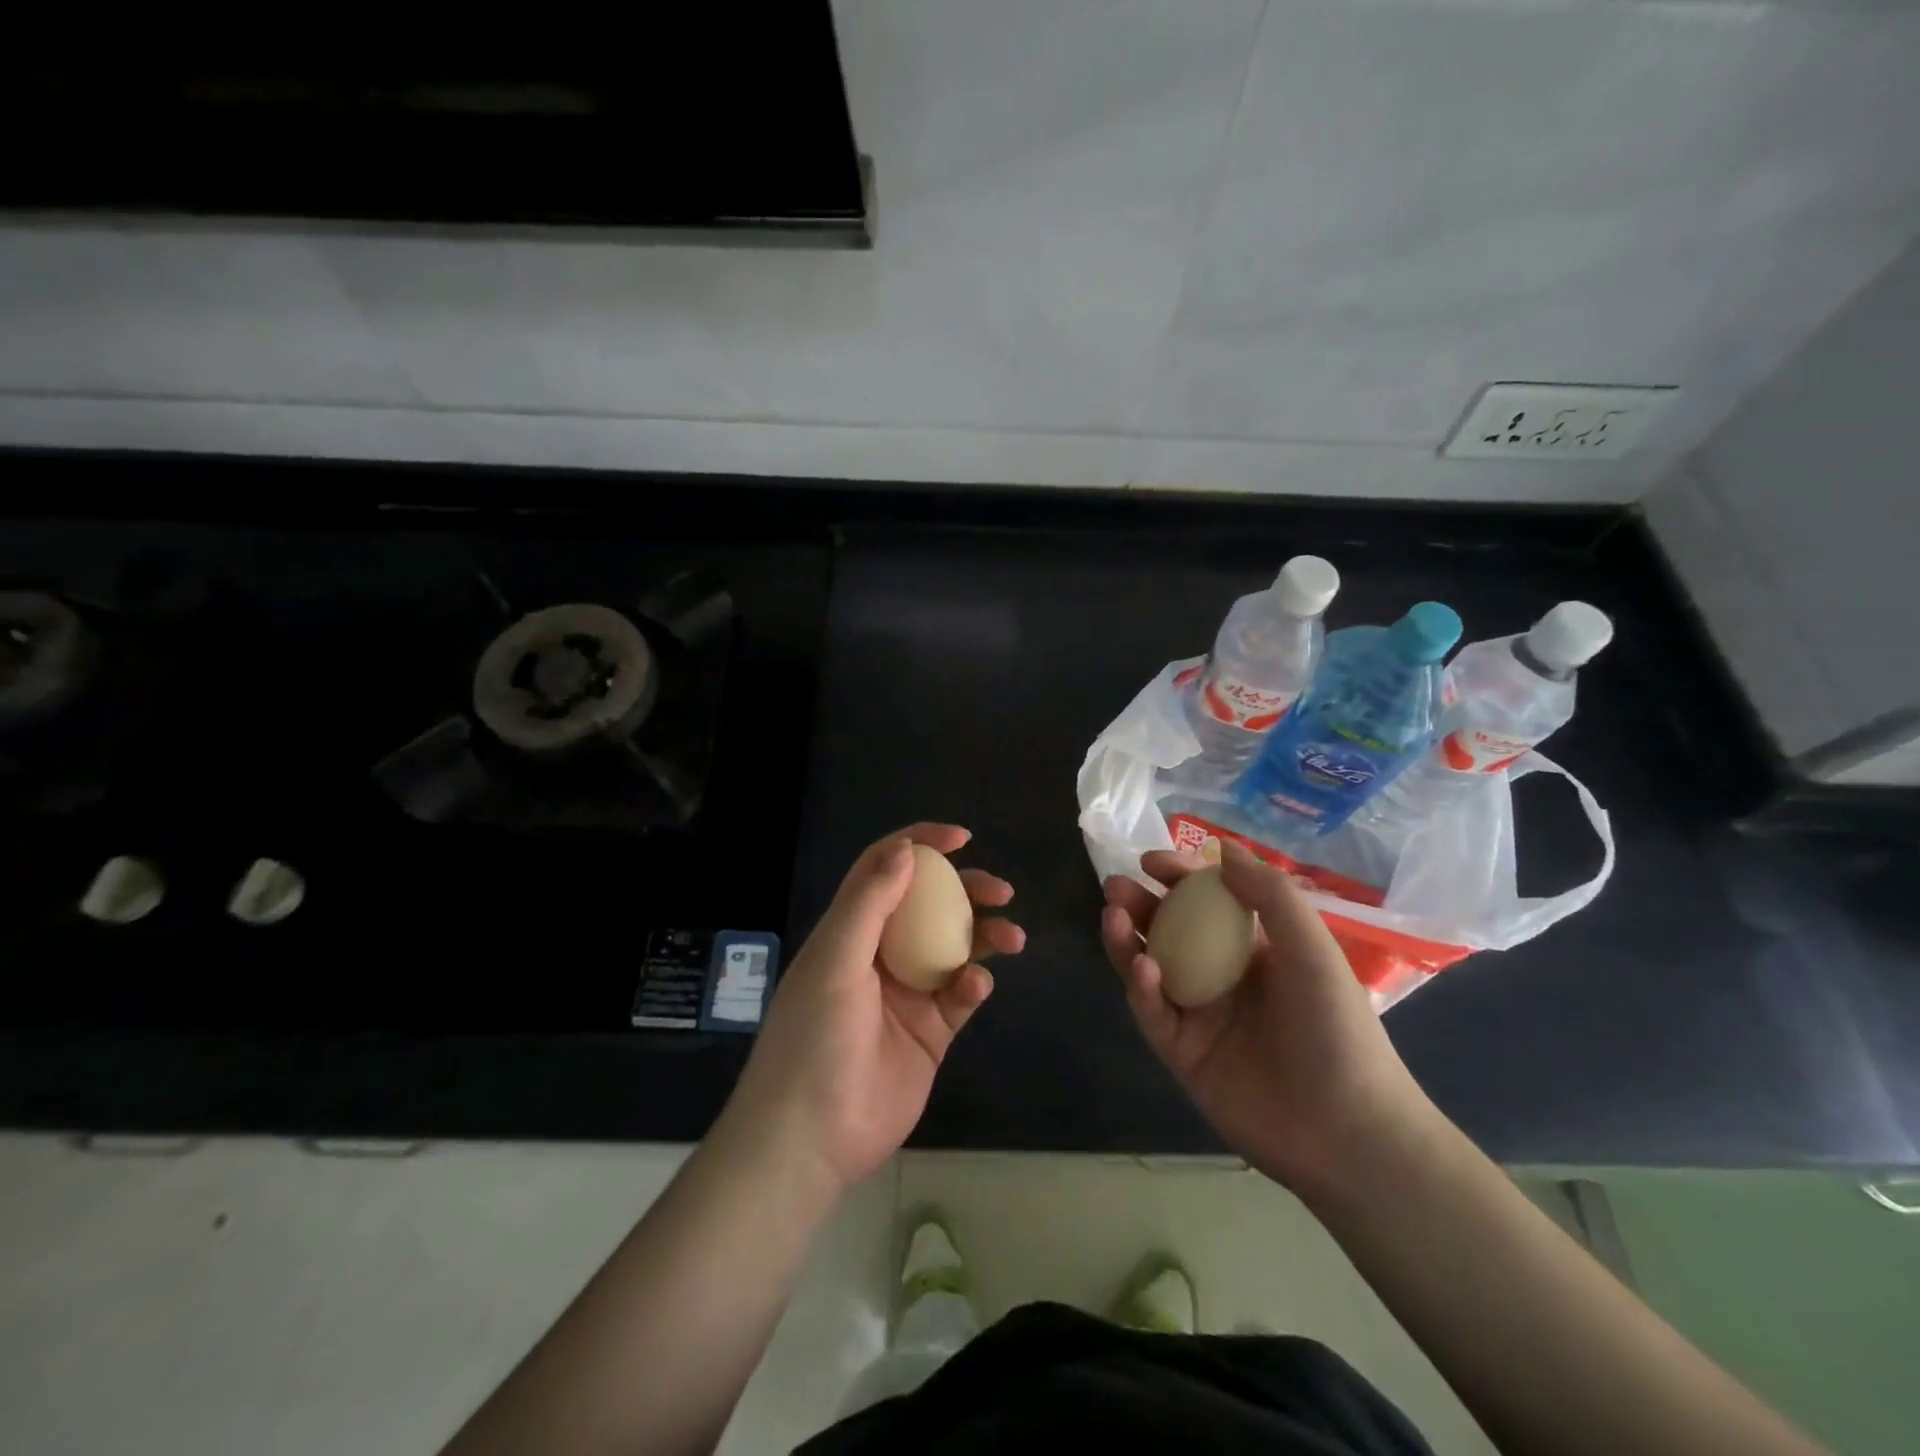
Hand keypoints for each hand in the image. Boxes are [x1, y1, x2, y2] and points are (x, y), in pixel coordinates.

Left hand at [727, 823, 1024, 1195]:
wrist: (810, 1138)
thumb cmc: (813, 1038)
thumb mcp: (835, 961)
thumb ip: (869, 903)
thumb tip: (907, 849)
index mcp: (850, 930)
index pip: (885, 870)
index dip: (919, 845)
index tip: (960, 838)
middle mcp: (880, 954)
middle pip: (929, 905)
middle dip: (966, 890)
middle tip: (999, 889)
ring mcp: (907, 993)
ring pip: (954, 946)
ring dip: (984, 934)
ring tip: (1010, 936)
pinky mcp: (930, 1031)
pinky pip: (960, 995)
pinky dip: (973, 984)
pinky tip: (974, 988)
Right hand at [1100, 839, 1431, 1189]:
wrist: (1345, 1132)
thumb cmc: (1336, 1029)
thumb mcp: (1312, 949)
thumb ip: (1270, 895)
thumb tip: (1222, 849)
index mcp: (1257, 950)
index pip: (1209, 903)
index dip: (1179, 877)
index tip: (1150, 861)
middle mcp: (1223, 977)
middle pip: (1170, 931)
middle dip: (1141, 905)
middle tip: (1115, 887)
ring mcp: (1200, 1016)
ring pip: (1152, 967)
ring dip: (1129, 940)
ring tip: (1113, 915)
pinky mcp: (1182, 1053)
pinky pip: (1154, 1013)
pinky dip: (1141, 987)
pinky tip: (1141, 967)